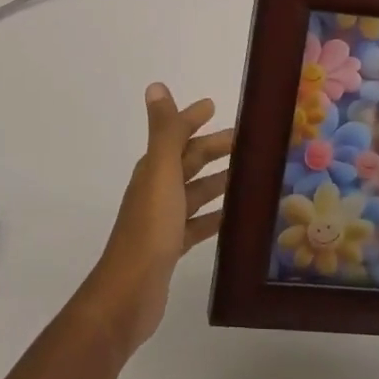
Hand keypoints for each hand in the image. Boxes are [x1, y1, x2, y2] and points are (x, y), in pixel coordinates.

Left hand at [77, 83, 231, 357]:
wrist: (129, 292)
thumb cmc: (149, 228)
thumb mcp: (161, 173)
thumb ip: (164, 132)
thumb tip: (156, 86)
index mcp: (153, 169)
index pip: (176, 134)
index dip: (192, 119)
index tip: (214, 106)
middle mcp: (157, 189)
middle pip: (188, 161)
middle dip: (213, 148)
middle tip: (248, 142)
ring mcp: (163, 219)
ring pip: (196, 192)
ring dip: (218, 180)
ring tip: (249, 175)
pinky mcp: (171, 246)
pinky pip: (198, 223)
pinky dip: (215, 215)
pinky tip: (235, 217)